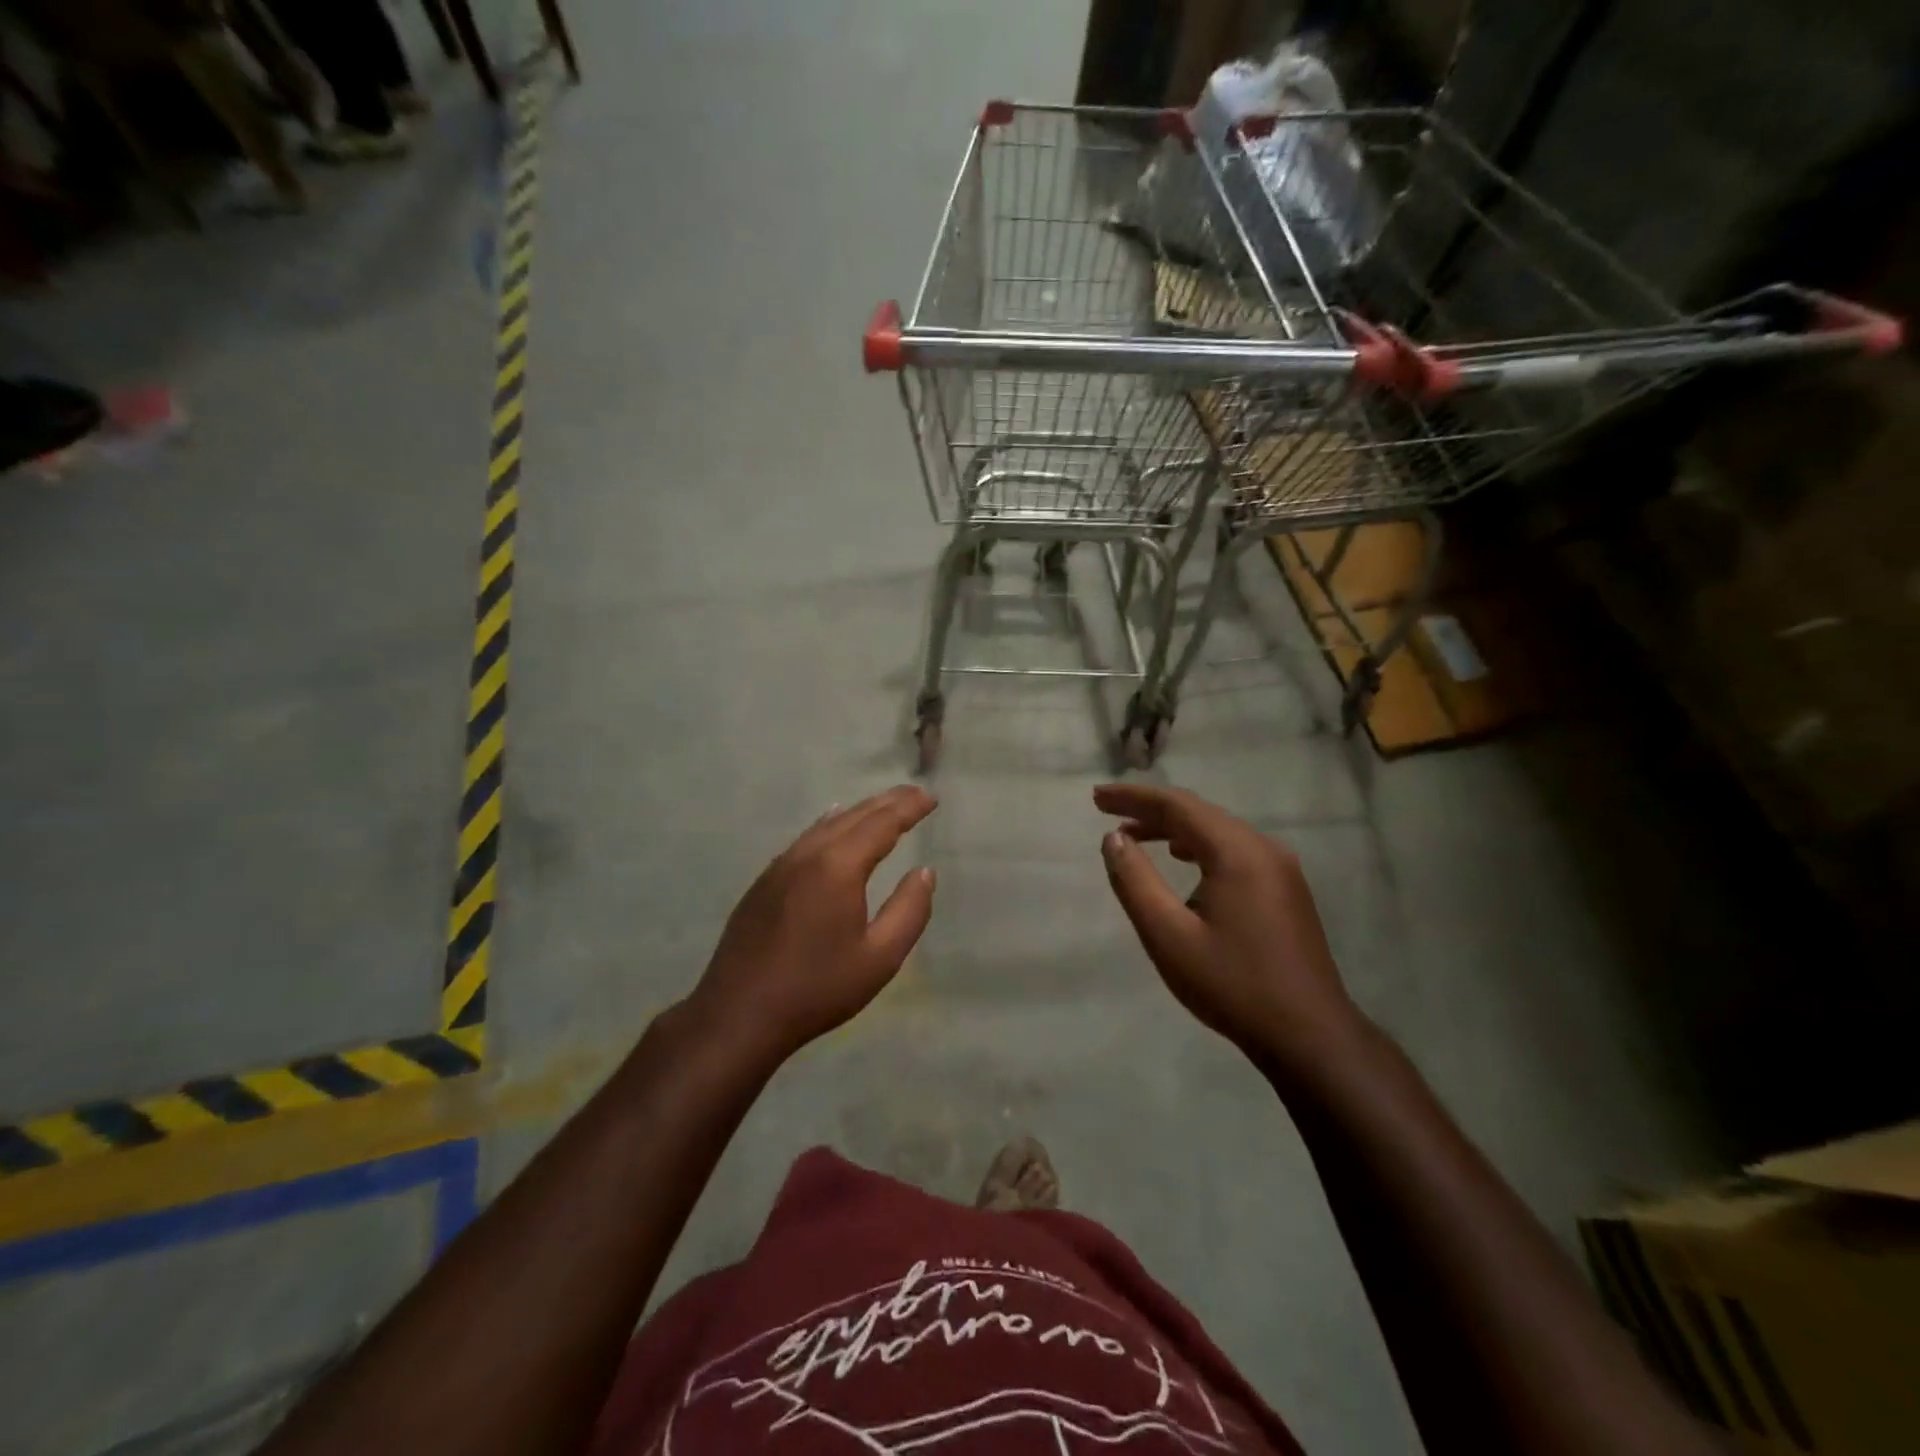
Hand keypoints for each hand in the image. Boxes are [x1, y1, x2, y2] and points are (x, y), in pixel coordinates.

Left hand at [686, 786, 937, 1064]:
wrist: (739, 1013)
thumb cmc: (817, 988)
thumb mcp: (879, 958)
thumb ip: (909, 910)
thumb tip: (925, 872)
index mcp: (839, 866)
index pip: (882, 823)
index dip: (909, 807)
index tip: (931, 798)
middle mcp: (808, 854)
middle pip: (854, 816)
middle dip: (888, 802)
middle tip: (915, 794)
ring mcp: (781, 865)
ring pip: (827, 824)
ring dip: (859, 812)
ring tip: (883, 806)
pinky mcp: (764, 881)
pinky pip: (806, 838)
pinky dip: (830, 825)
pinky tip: (832, 825)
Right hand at [1095, 783, 1362, 1067]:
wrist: (1310, 1036)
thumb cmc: (1232, 985)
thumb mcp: (1169, 936)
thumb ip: (1135, 881)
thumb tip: (1113, 838)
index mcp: (1237, 852)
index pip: (1177, 806)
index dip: (1133, 798)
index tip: (1096, 797)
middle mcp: (1263, 848)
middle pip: (1199, 812)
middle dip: (1151, 809)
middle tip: (1107, 810)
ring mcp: (1280, 868)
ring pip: (1218, 831)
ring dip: (1174, 828)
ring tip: (1134, 835)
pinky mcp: (1285, 889)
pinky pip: (1234, 850)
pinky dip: (1199, 846)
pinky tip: (1181, 858)